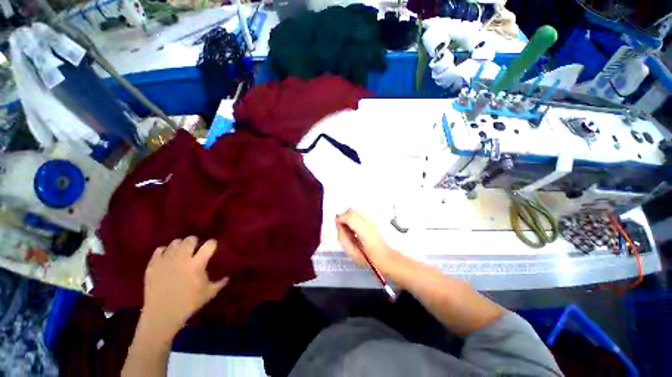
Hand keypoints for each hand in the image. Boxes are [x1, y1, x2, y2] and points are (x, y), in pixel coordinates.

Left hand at [142, 236, 228, 335]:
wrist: (162, 315)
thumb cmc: (188, 304)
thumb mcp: (208, 294)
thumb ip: (219, 283)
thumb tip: (228, 278)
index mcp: (197, 264)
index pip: (210, 244)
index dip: (212, 244)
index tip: (212, 247)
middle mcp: (182, 258)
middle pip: (190, 239)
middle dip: (195, 242)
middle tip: (195, 248)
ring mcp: (166, 261)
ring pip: (175, 242)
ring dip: (180, 245)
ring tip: (181, 252)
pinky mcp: (153, 265)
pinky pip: (159, 250)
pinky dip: (165, 251)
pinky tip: (167, 257)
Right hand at [335, 209, 397, 269]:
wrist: (384, 256)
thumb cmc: (367, 258)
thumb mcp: (351, 252)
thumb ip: (342, 237)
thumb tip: (338, 224)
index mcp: (365, 233)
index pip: (351, 217)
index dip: (340, 218)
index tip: (336, 224)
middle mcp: (370, 223)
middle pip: (352, 211)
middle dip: (343, 216)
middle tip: (340, 227)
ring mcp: (372, 220)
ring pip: (355, 211)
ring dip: (348, 217)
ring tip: (347, 229)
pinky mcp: (373, 219)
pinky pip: (358, 214)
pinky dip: (353, 218)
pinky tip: (353, 228)